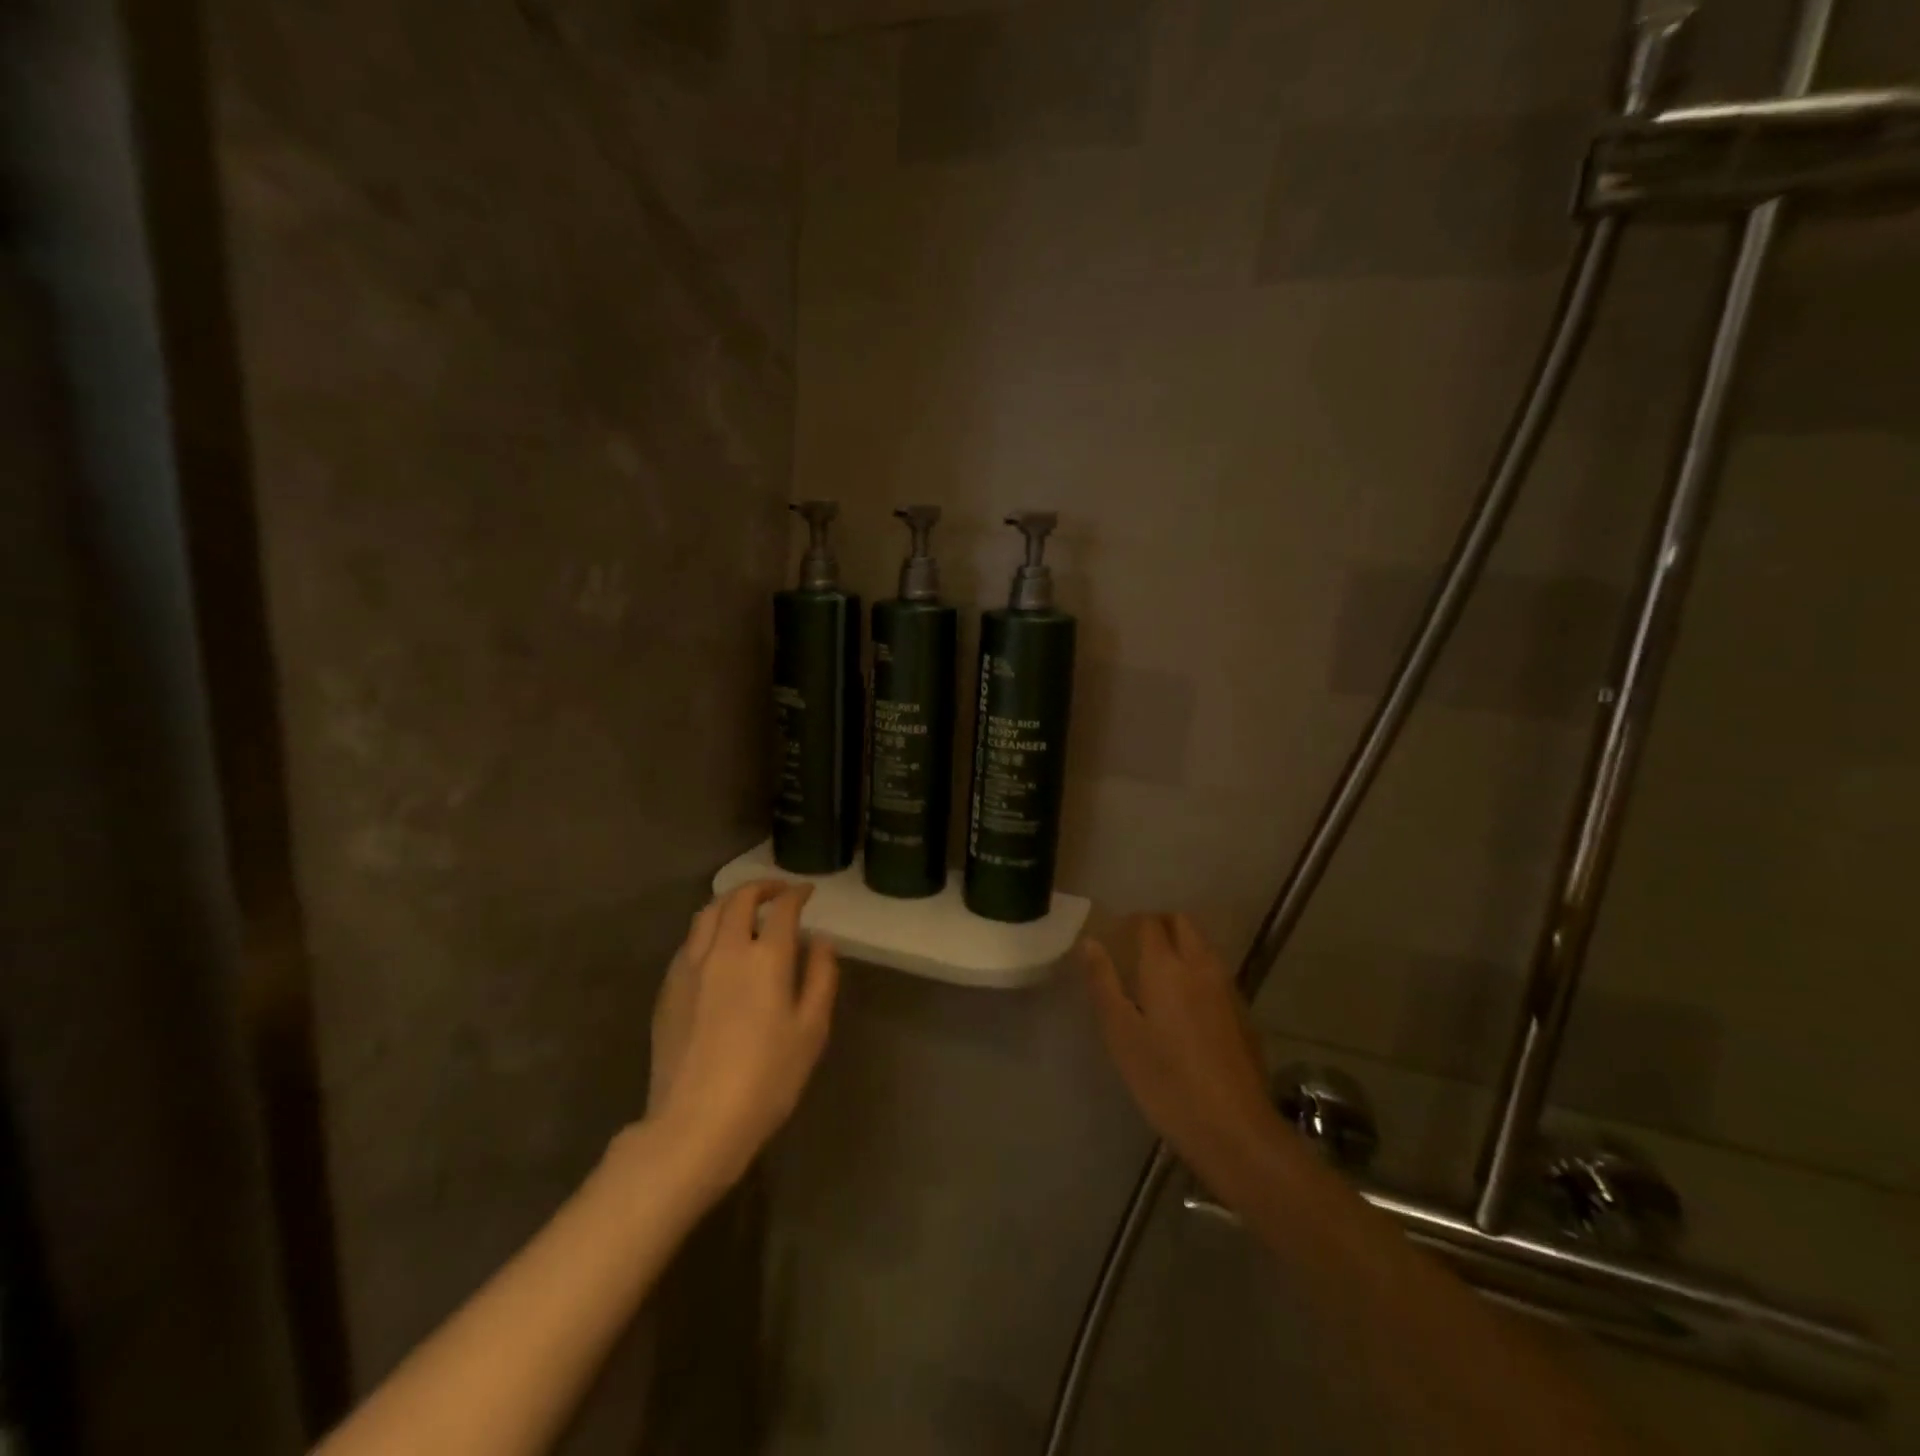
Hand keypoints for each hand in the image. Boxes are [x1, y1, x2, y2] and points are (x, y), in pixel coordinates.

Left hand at [643, 880, 838, 1197]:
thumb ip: (821, 977)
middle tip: (779, 891)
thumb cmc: (767, 1080)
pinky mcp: (668, 988)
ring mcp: (690, 967)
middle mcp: (725, 950)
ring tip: (745, 909)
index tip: (807, 892)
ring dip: (730, 901)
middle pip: (739, 899)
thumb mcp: (811, 1031)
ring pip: (707, 913)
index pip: (782, 907)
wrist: (695, 1124)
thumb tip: (821, 941)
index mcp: (766, 957)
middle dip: (762, 887)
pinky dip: (708, 929)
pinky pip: (689, 941)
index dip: (797, 893)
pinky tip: (716, 946)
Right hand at [1081, 914, 1282, 1199]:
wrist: (1234, 1128)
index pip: (1149, 922)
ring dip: (1181, 945)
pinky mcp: (1243, 1012)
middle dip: (1159, 925)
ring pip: (1202, 946)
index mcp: (1166, 966)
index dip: (1130, 923)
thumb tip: (1090, 943)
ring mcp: (1227, 988)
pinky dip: (1197, 971)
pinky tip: (1185, 1007)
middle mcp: (1201, 965)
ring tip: (1157, 977)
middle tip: (1134, 949)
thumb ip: (1103, 983)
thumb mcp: (1121, 1034)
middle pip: (1182, 923)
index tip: (1114, 938)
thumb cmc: (1165, 1080)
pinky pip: (1215, 973)